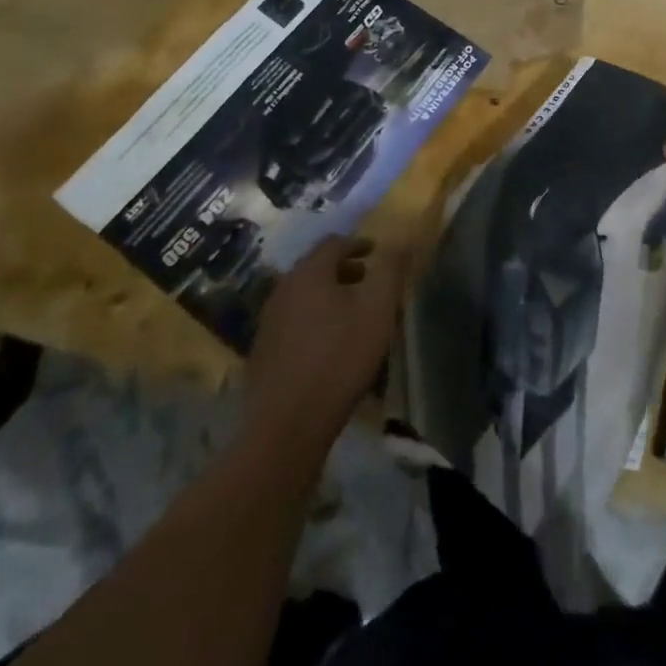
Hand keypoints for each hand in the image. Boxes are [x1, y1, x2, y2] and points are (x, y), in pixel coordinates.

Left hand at [243, 235, 404, 440]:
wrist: (286, 427)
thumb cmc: (340, 358)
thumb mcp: (378, 308)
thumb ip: (391, 269)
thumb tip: (403, 238)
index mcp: (309, 274)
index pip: (333, 243)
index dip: (358, 243)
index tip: (377, 253)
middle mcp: (283, 290)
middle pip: (315, 268)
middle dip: (344, 269)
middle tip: (368, 281)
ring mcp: (268, 323)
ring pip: (303, 296)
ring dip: (328, 295)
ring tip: (352, 314)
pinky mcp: (262, 353)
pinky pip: (293, 321)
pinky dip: (313, 319)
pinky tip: (329, 344)